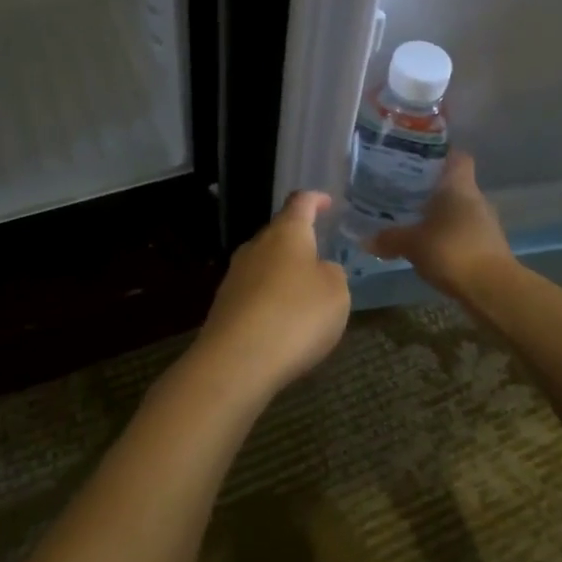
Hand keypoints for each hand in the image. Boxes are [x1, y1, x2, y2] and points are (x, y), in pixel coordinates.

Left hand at [189, 191, 350, 393]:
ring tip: (306, 294)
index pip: (300, 203)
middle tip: (320, 256)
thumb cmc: (296, 315)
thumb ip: (333, 273)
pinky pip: (254, 293)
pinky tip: (283, 322)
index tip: (327, 202)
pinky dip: (271, 300)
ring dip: (284, 274)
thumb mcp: (337, 292)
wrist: (237, 361)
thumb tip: (320, 270)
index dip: (315, 200)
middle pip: (278, 234)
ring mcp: (235, 276)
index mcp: (286, 233)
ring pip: (264, 264)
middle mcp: (256, 246)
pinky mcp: (224, 306)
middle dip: (299, 242)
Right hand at [367, 153, 514, 299]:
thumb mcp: (412, 244)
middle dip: (432, 188)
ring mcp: (485, 223)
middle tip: (404, 191)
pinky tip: (429, 246)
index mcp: (459, 186)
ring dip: (440, 214)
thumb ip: (389, 238)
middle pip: (455, 184)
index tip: (419, 158)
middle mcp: (476, 198)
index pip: (457, 157)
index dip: (440, 154)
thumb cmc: (451, 250)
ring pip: (459, 209)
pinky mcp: (488, 246)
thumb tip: (365, 239)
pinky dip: (448, 235)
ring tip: (412, 220)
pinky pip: (463, 232)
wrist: (492, 288)